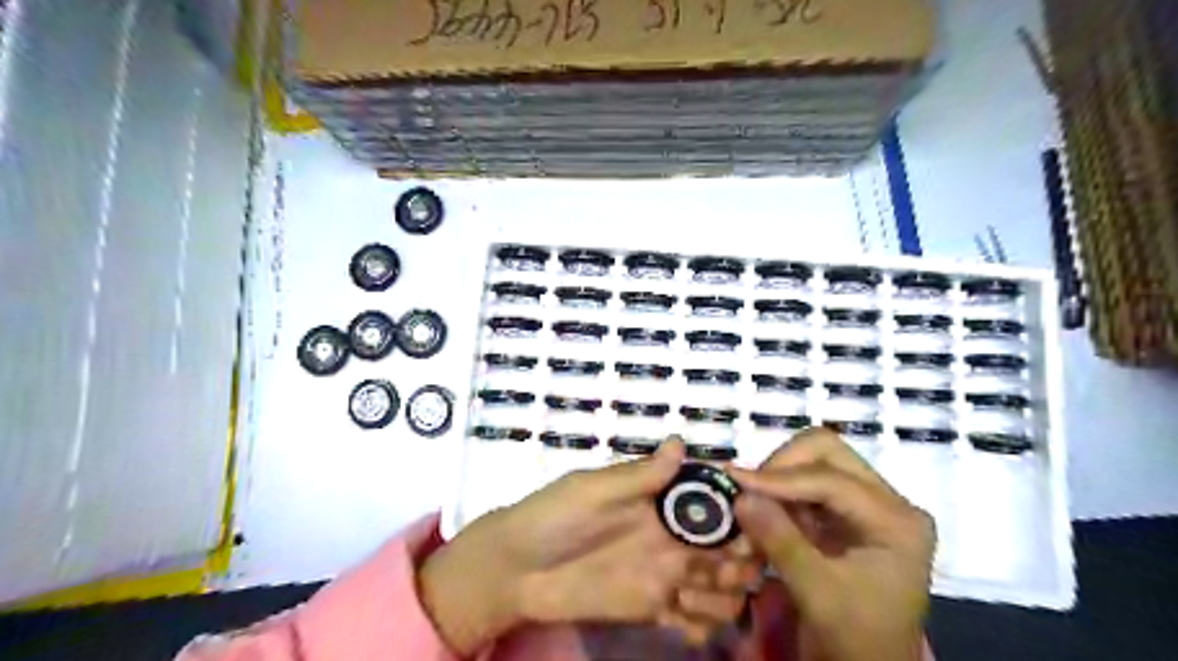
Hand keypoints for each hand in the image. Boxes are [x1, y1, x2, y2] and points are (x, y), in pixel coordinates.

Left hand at [419, 441, 757, 653]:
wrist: (517, 569)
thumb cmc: (554, 517)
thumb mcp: (593, 490)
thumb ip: (639, 476)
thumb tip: (680, 442)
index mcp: (659, 500)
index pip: (712, 499)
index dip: (736, 509)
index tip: (748, 521)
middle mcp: (671, 535)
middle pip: (728, 545)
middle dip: (741, 557)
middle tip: (725, 568)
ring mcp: (665, 574)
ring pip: (721, 586)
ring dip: (724, 593)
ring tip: (693, 594)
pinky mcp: (654, 609)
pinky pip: (694, 620)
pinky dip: (702, 625)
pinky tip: (682, 622)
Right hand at [733, 427, 935, 660]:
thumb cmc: (856, 639)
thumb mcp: (818, 593)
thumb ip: (779, 540)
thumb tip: (740, 495)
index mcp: (897, 521)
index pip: (832, 480)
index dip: (781, 478)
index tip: (735, 481)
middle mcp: (887, 503)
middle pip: (828, 453)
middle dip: (782, 467)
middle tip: (749, 491)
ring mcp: (866, 506)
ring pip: (814, 463)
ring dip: (778, 481)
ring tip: (751, 507)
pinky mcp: (845, 515)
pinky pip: (805, 486)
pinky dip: (779, 496)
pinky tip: (761, 516)